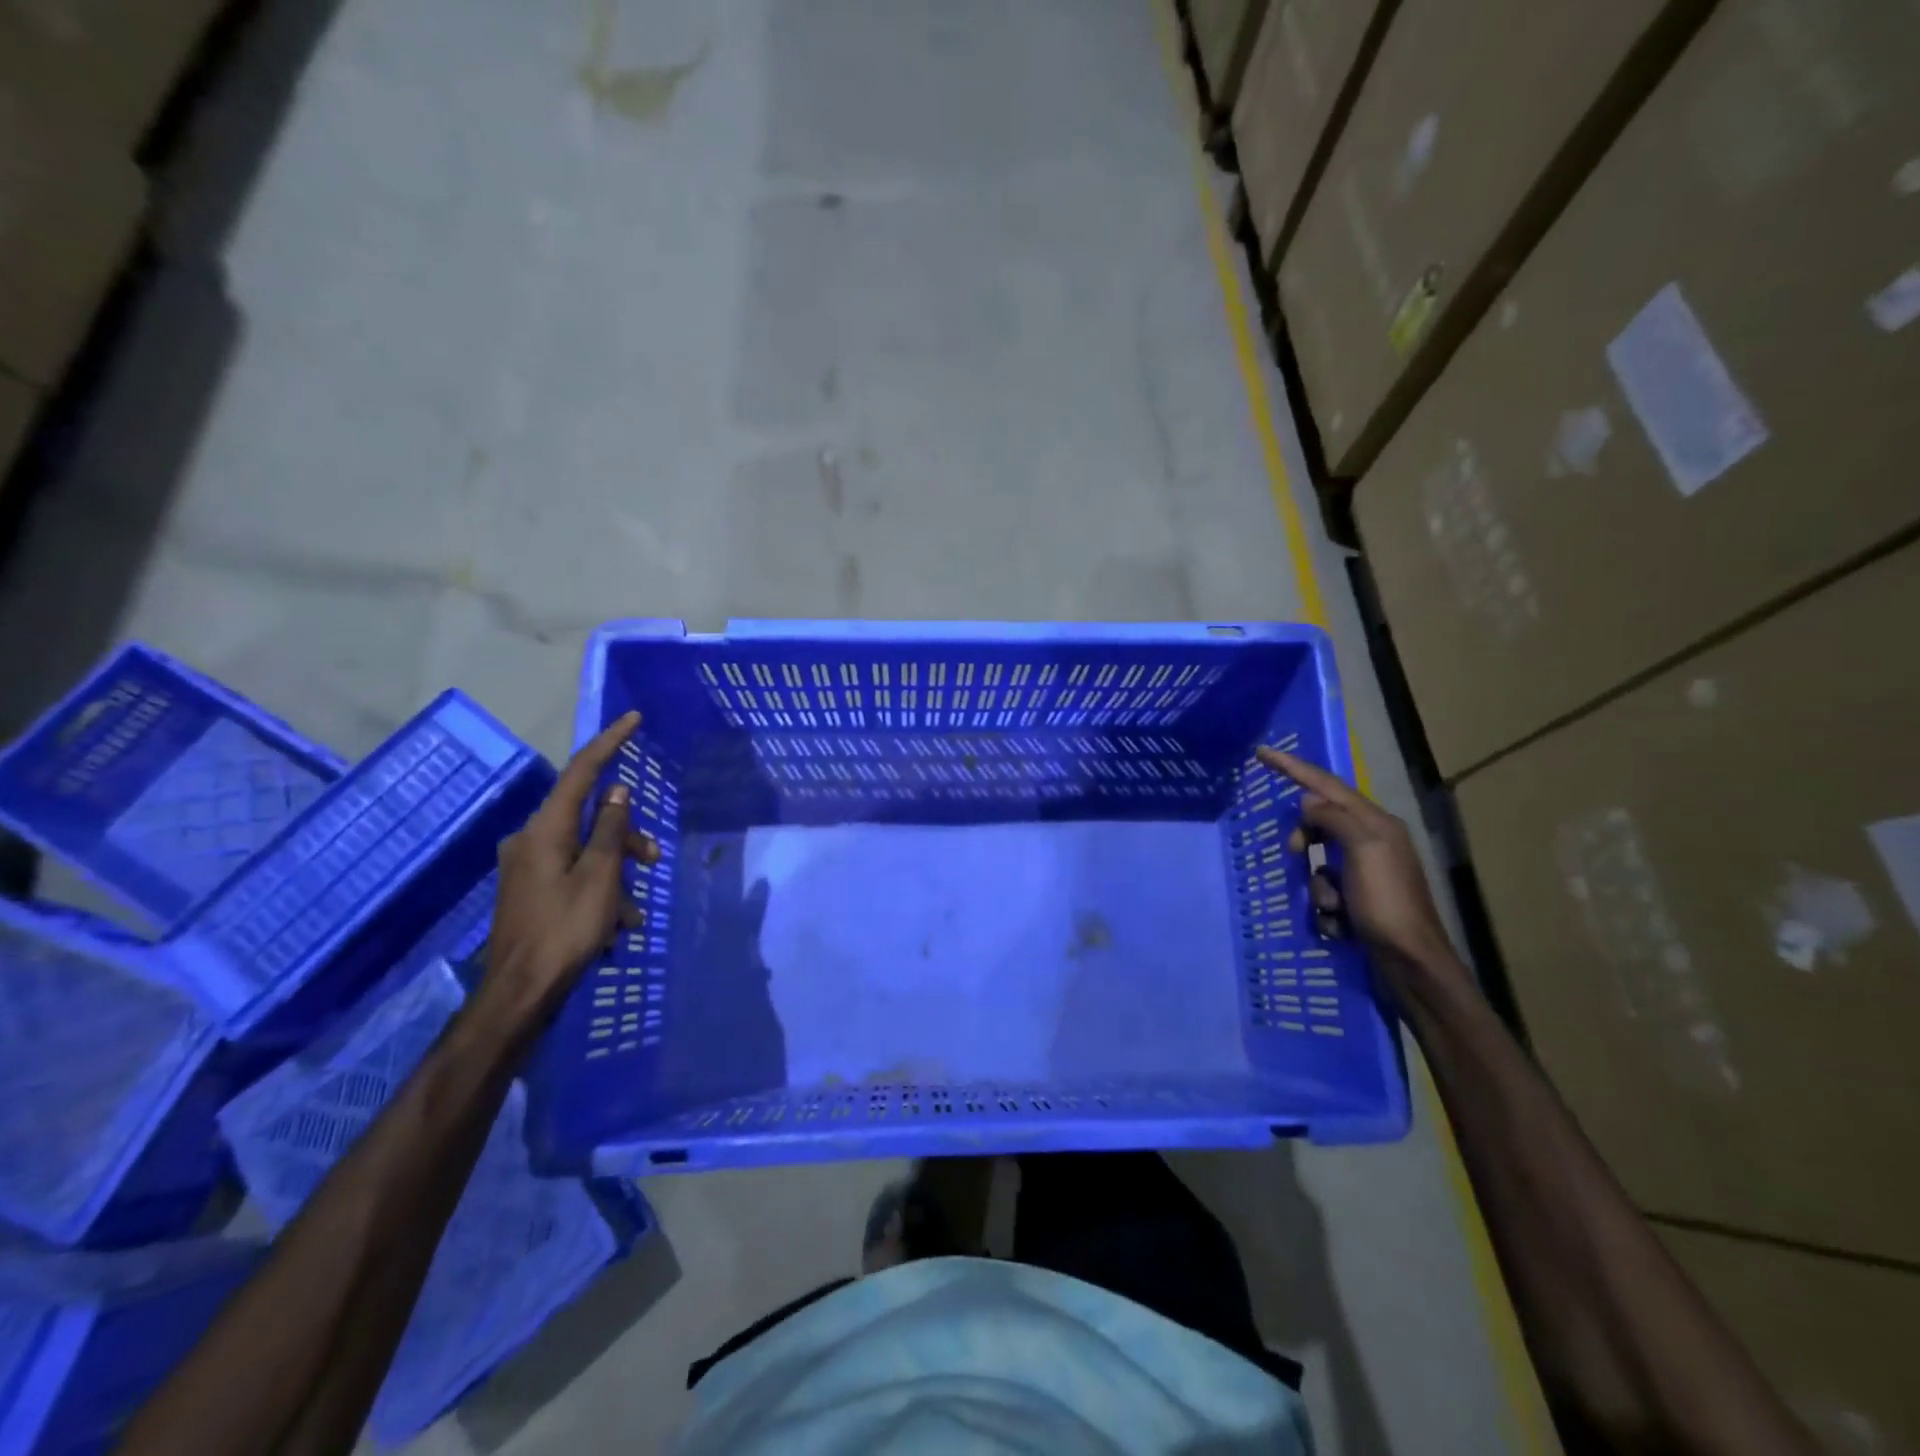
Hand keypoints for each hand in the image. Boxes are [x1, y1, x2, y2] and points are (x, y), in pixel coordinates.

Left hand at [479, 711, 659, 1029]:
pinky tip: (614, 925)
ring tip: (632, 912)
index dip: (609, 743)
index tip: (633, 719)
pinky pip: (576, 873)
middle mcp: (531, 839)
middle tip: (654, 861)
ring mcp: (528, 866)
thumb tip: (617, 791)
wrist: (520, 992)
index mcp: (545, 830)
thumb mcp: (600, 876)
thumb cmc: (565, 929)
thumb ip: (610, 829)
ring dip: (618, 871)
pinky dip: (601, 889)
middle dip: (627, 836)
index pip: (581, 772)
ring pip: (587, 848)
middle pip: (590, 817)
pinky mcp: (531, 889)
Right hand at [1255, 747, 1461, 981]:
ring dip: (1316, 883)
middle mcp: (1372, 840)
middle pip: (1320, 821)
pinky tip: (1338, 922)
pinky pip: (1325, 887)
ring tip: (1332, 906)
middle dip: (1303, 837)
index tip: (1262, 753)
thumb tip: (1308, 800)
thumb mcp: (1363, 851)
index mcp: (1376, 823)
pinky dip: (1325, 903)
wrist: (1410, 962)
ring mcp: (1365, 870)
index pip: (1327, 785)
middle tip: (1294, 853)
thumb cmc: (1387, 903)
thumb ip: (1335, 819)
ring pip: (1318, 859)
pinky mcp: (1358, 896)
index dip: (1293, 768)